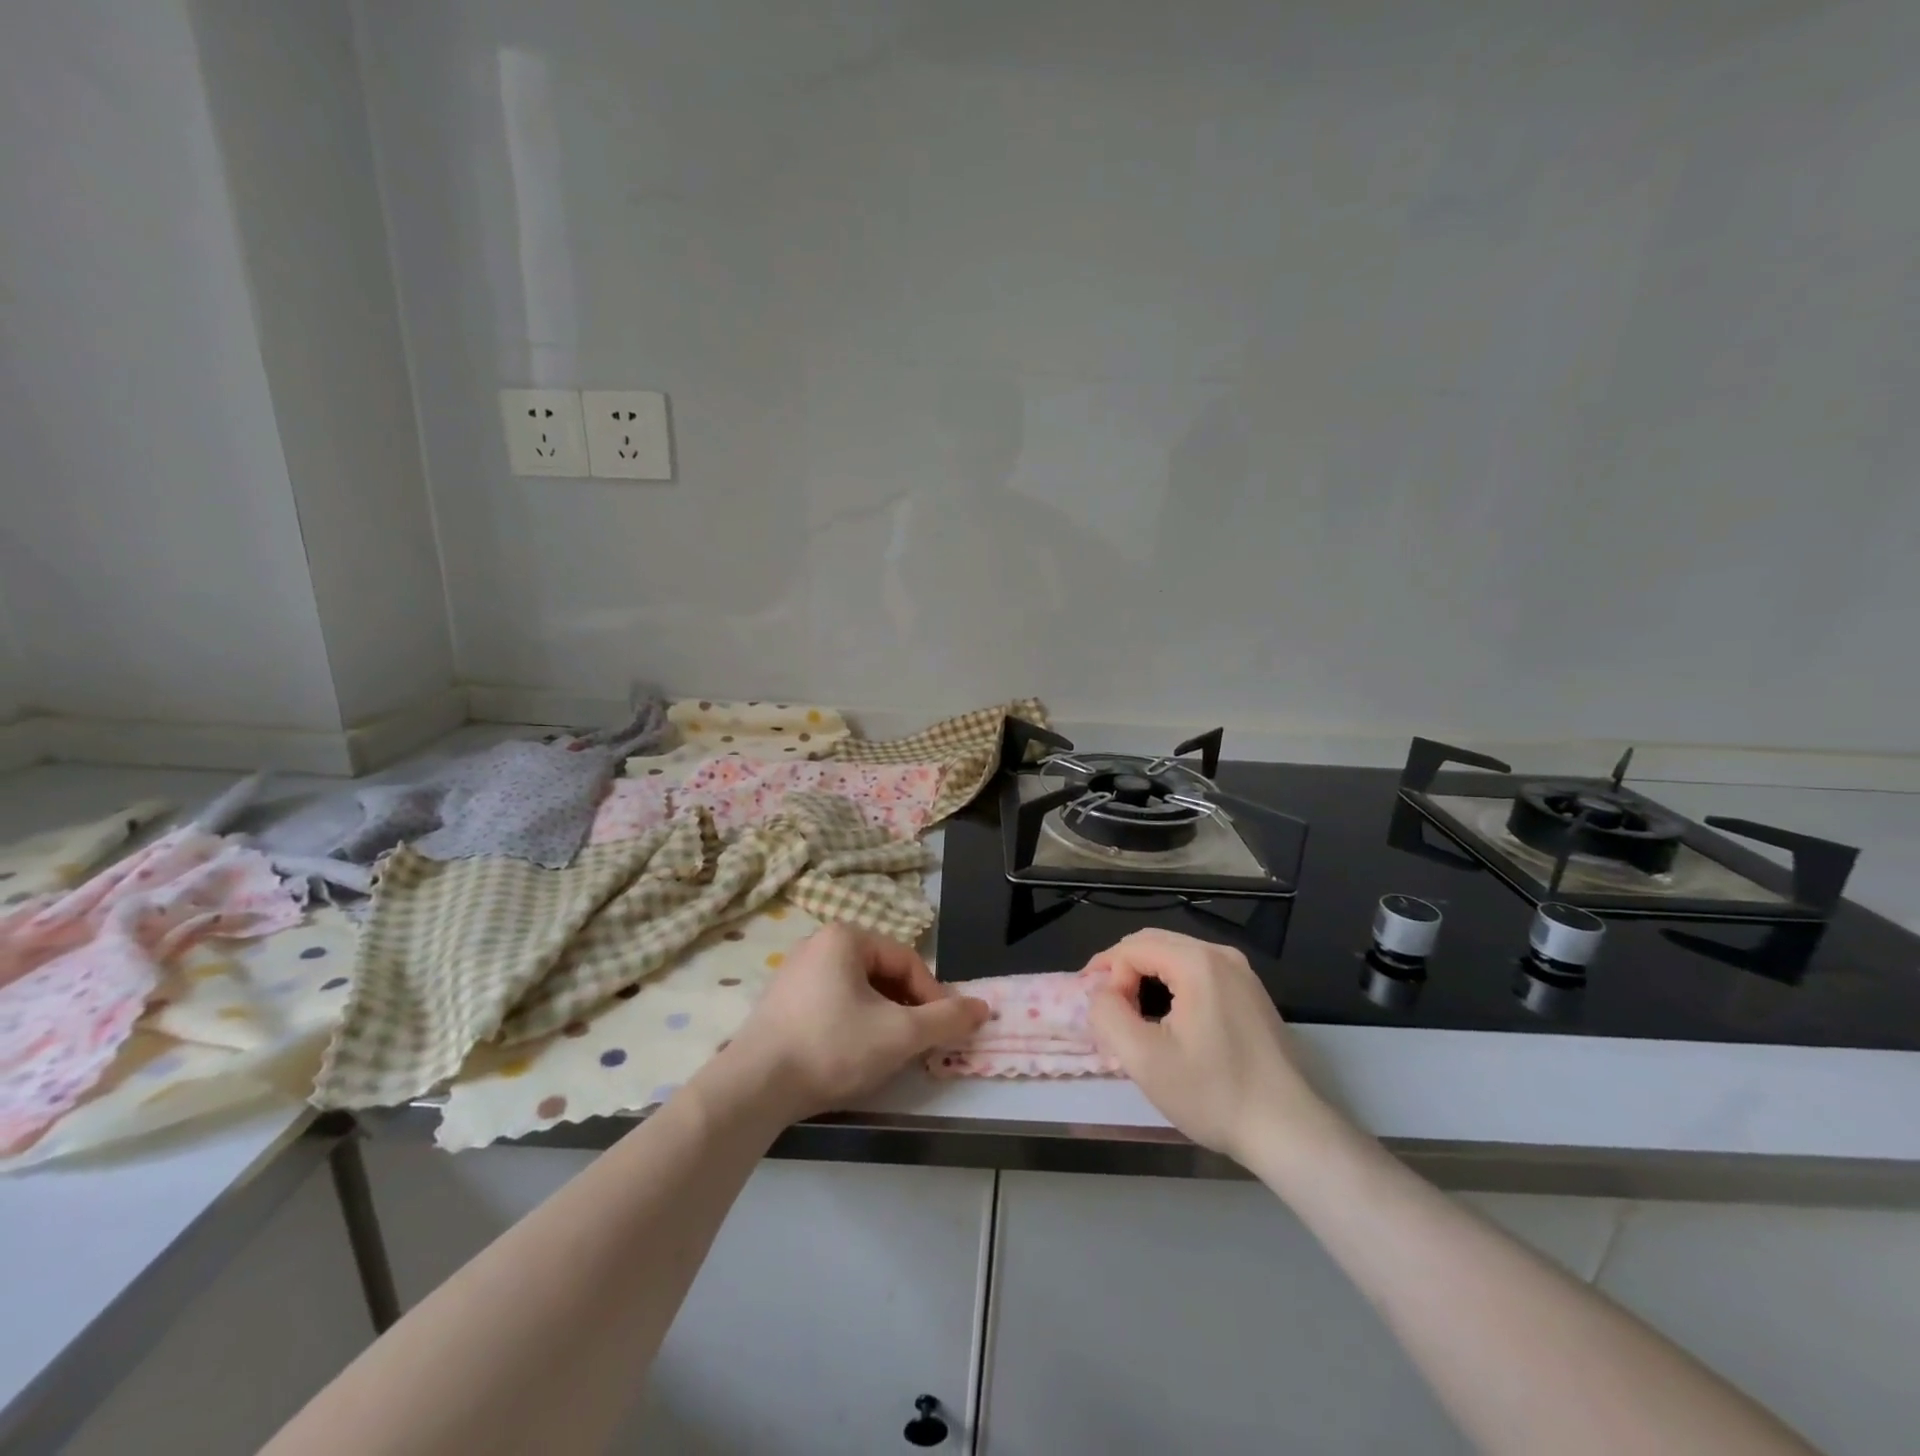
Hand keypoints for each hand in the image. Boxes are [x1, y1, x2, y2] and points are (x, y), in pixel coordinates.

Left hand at [717, 924, 989, 1122]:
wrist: (753, 1087)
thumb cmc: (833, 1047)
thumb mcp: (900, 1034)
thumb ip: (946, 1019)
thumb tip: (983, 1007)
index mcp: (845, 937)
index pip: (907, 962)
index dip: (934, 996)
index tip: (946, 1031)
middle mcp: (817, 944)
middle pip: (882, 974)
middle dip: (906, 1008)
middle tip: (918, 1043)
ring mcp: (794, 973)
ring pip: (857, 991)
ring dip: (882, 1018)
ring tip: (889, 1053)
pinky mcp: (780, 1003)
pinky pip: (831, 1004)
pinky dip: (852, 1024)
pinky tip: (851, 1055)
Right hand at [1086, 928, 1331, 1164]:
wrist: (1289, 1131)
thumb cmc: (1214, 1094)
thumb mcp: (1144, 1059)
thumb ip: (1108, 1015)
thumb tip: (1101, 993)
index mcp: (1197, 962)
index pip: (1132, 948)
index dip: (1107, 975)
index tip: (1101, 1015)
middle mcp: (1222, 955)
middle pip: (1154, 943)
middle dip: (1123, 969)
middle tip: (1104, 1006)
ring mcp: (1242, 973)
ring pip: (1177, 956)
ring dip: (1146, 976)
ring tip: (1130, 1012)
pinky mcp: (1252, 994)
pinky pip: (1199, 972)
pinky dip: (1173, 984)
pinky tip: (1167, 1017)